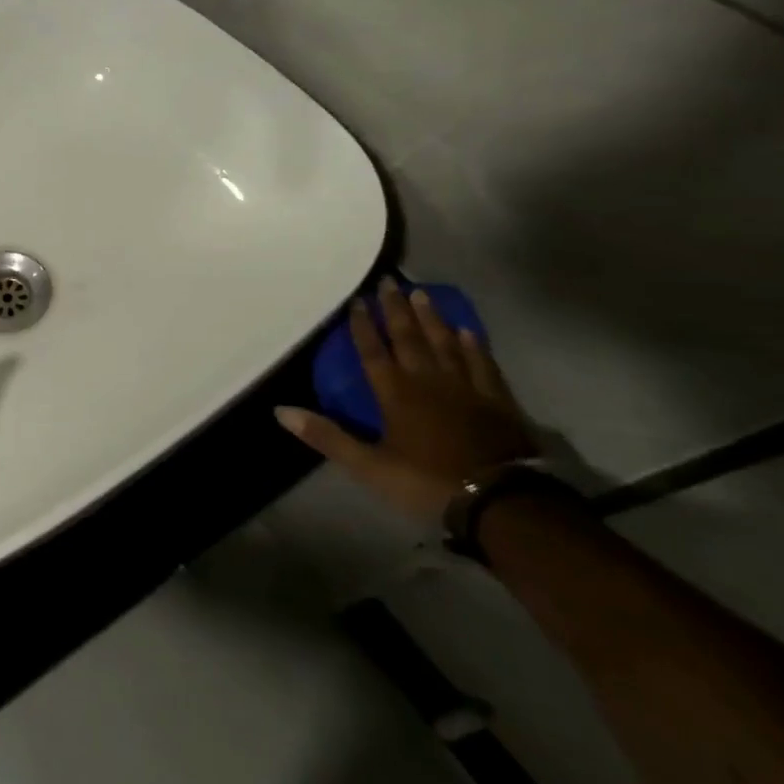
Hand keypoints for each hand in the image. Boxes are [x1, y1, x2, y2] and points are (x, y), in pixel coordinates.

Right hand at [274, 277, 535, 523]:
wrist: (503, 502)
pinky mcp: (498, 401)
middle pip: (409, 338)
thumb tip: (280, 410)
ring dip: (431, 318)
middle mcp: (428, 380)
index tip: (357, 300)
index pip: (373, 351)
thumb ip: (326, 436)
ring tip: (422, 293)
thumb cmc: (428, 482)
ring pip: (445, 343)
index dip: (363, 326)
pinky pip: (482, 364)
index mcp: (396, 393)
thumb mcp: (369, 466)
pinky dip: (473, 345)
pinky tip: (467, 331)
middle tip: (389, 281)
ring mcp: (466, 388)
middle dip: (396, 309)